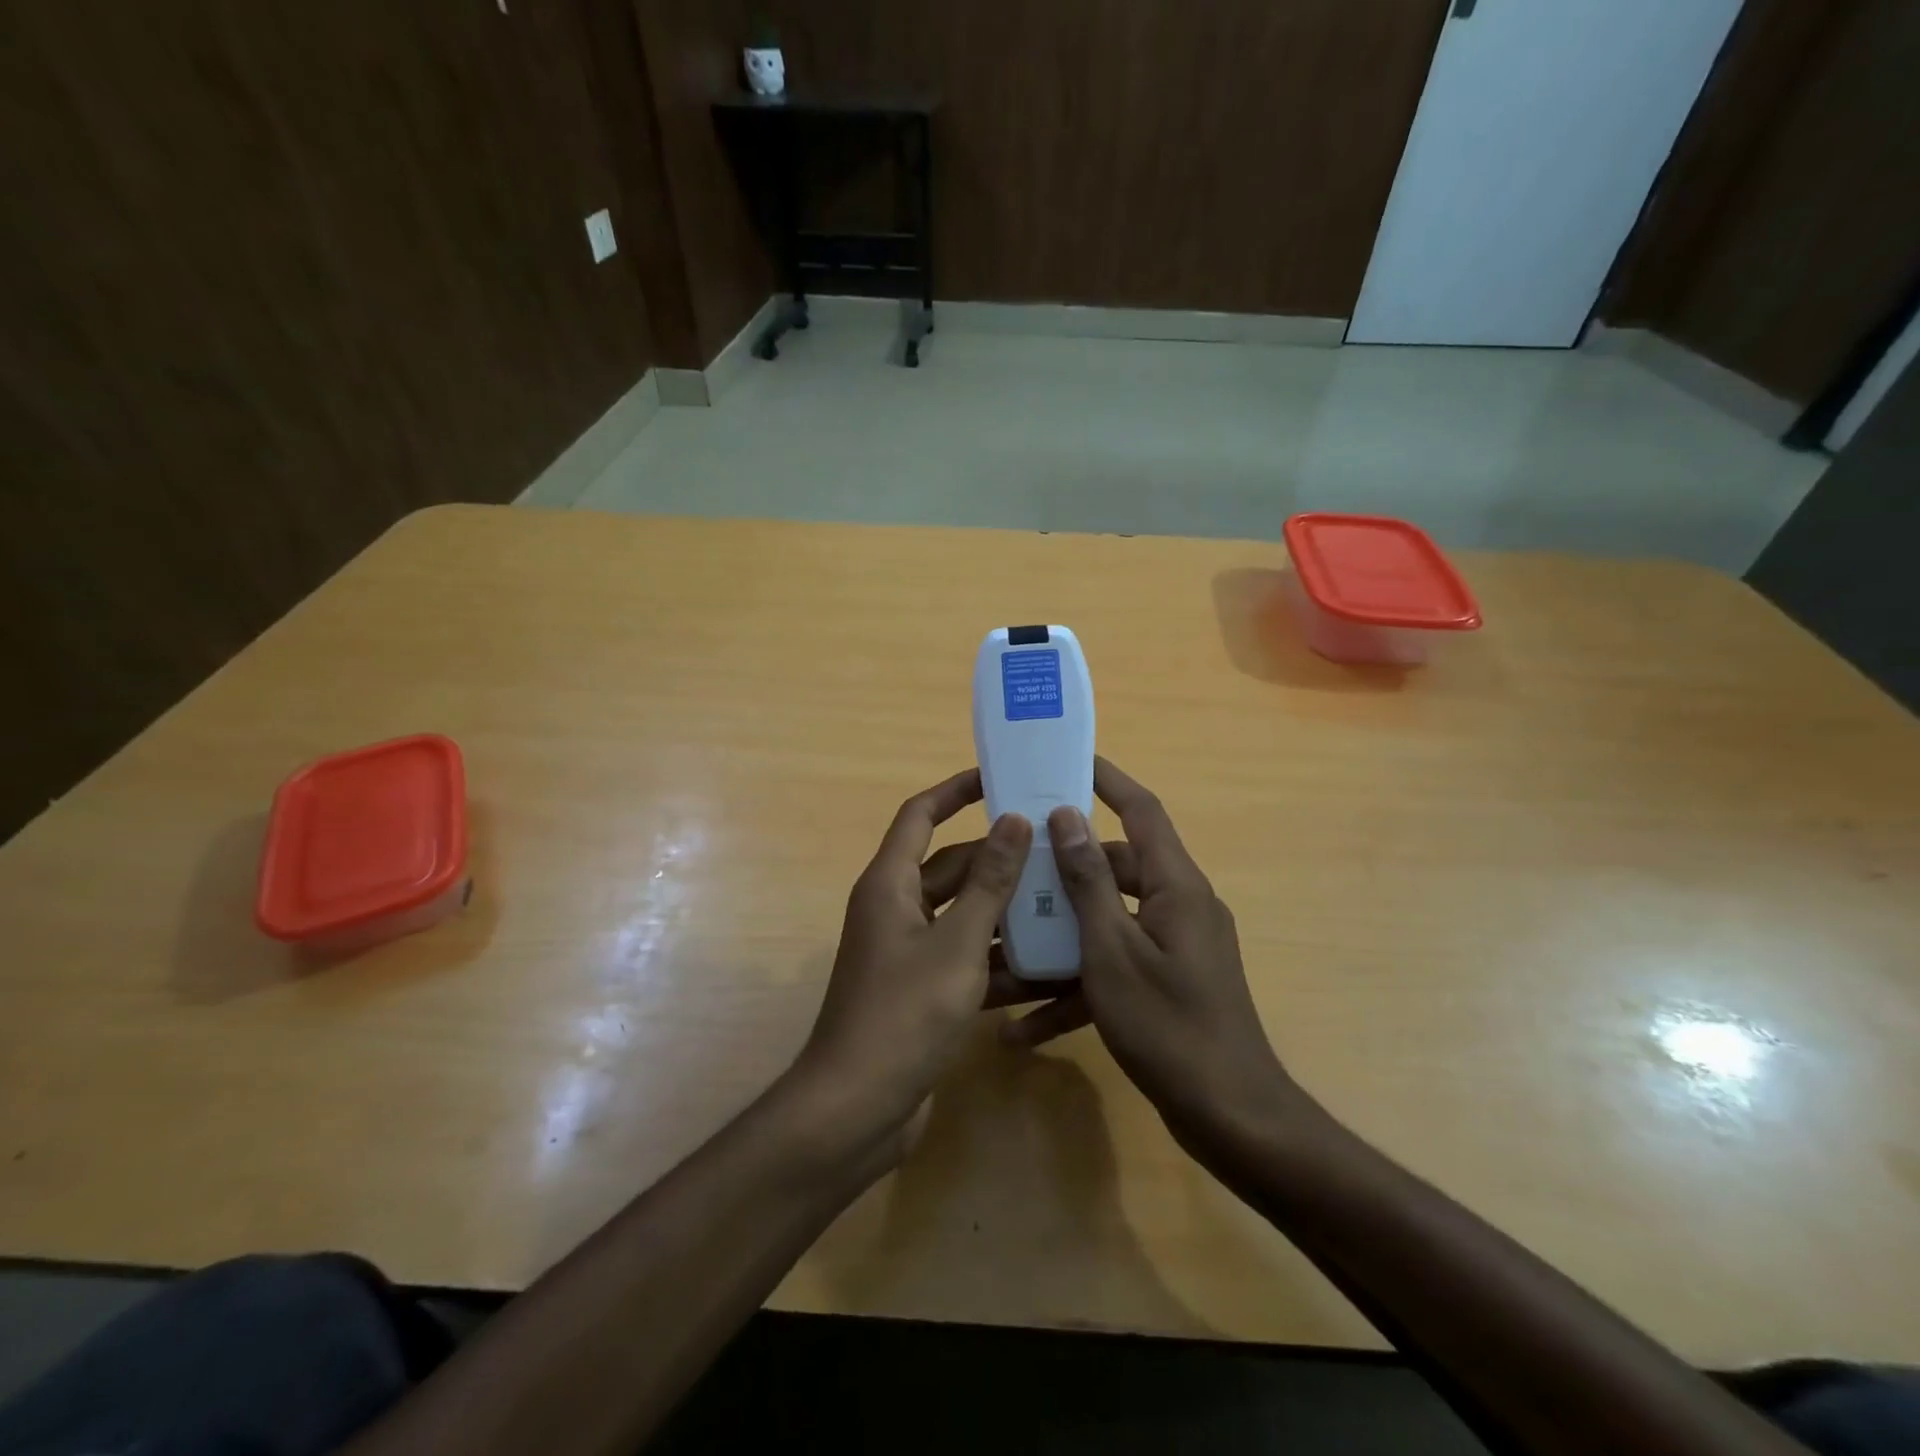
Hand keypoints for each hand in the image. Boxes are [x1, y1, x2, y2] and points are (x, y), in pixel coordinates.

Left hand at [798, 768, 1072, 1144]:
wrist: (857, 1110)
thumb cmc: (904, 1014)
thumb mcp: (957, 943)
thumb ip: (989, 883)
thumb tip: (1013, 820)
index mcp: (890, 884)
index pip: (921, 815)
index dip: (955, 791)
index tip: (999, 776)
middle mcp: (895, 909)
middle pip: (950, 866)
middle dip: (998, 858)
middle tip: (1053, 847)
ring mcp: (908, 952)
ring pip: (963, 914)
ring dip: (1004, 910)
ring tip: (1063, 900)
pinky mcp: (922, 990)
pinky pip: (965, 957)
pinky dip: (998, 959)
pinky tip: (1047, 966)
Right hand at [1005, 758, 1297, 1154]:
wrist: (1232, 1121)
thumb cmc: (1169, 1026)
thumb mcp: (1113, 951)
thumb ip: (1089, 883)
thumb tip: (1067, 818)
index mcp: (1175, 886)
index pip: (1142, 812)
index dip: (1108, 780)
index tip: (1069, 760)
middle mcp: (1178, 907)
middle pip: (1115, 870)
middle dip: (1063, 872)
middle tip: (1013, 865)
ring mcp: (1173, 949)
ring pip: (1106, 925)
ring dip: (1059, 941)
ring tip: (1000, 952)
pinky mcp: (1165, 985)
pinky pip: (1113, 970)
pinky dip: (1074, 990)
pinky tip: (1023, 1029)